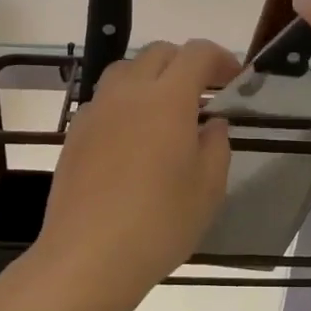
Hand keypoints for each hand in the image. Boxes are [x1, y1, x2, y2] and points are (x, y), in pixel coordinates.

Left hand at [35, 39, 238, 299]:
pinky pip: (104, 99)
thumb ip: (217, 145)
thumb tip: (212, 123)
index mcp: (167, 98)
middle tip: (205, 93)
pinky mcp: (75, 134)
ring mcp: (96, 111)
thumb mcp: (208, 188)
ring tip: (166, 110)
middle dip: (186, 63)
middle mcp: (128, 92)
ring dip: (152, 77)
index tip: (235, 80)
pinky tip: (134, 137)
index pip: (197, 53)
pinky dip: (126, 101)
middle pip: (159, 53)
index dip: (221, 59)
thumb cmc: (160, 223)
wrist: (88, 257)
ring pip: (126, 70)